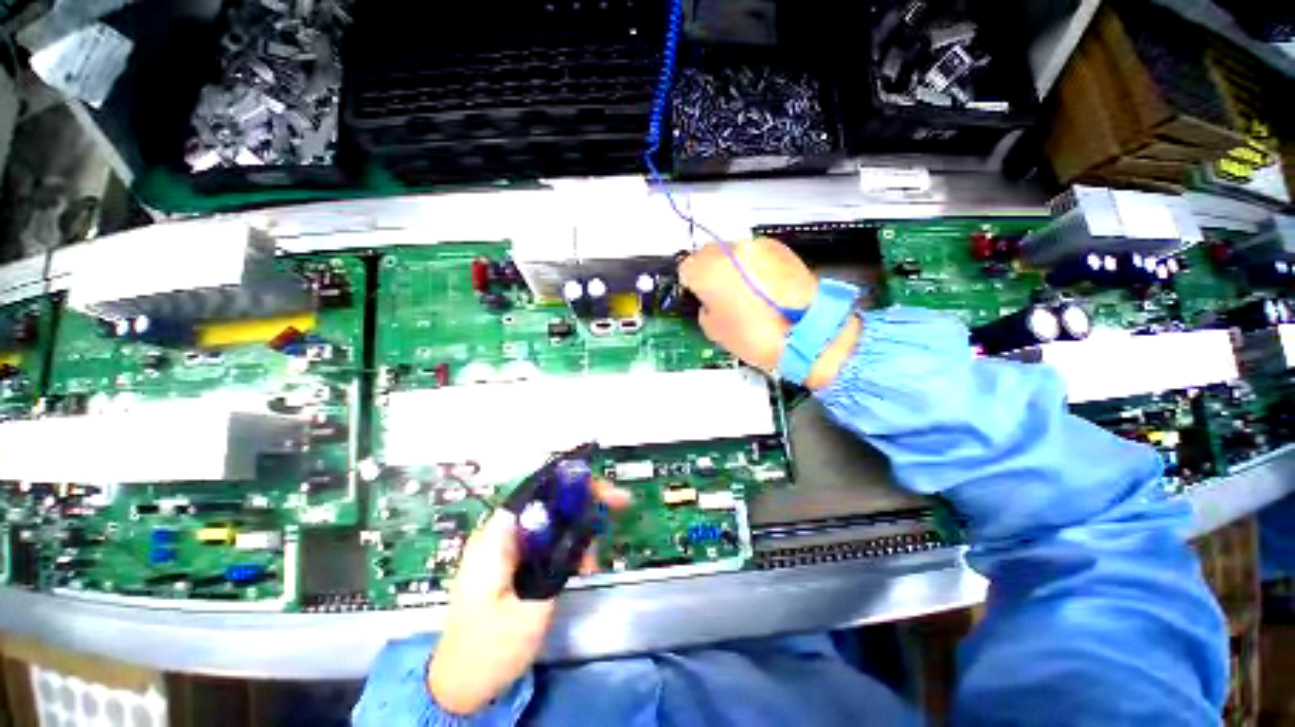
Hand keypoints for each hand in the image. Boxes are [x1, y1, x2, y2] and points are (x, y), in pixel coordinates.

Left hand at [427, 480, 630, 714]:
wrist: (461, 685)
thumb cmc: (490, 650)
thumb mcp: (530, 609)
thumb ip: (554, 562)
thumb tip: (580, 523)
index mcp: (497, 536)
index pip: (539, 490)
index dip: (574, 483)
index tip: (604, 490)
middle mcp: (501, 533)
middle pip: (549, 500)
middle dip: (585, 501)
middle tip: (618, 504)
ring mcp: (507, 546)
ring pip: (553, 519)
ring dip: (580, 528)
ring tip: (596, 557)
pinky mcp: (514, 560)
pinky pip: (548, 539)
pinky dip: (570, 545)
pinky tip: (583, 566)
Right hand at [679, 238, 860, 389]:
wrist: (807, 332)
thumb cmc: (758, 335)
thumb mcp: (713, 329)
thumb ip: (703, 306)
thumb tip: (707, 298)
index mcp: (708, 270)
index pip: (685, 267)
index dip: (689, 283)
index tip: (694, 293)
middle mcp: (731, 251)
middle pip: (707, 253)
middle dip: (708, 271)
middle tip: (717, 294)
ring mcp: (757, 247)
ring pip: (732, 252)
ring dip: (731, 268)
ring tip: (744, 293)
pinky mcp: (780, 249)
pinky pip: (756, 254)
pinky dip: (753, 267)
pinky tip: (761, 288)